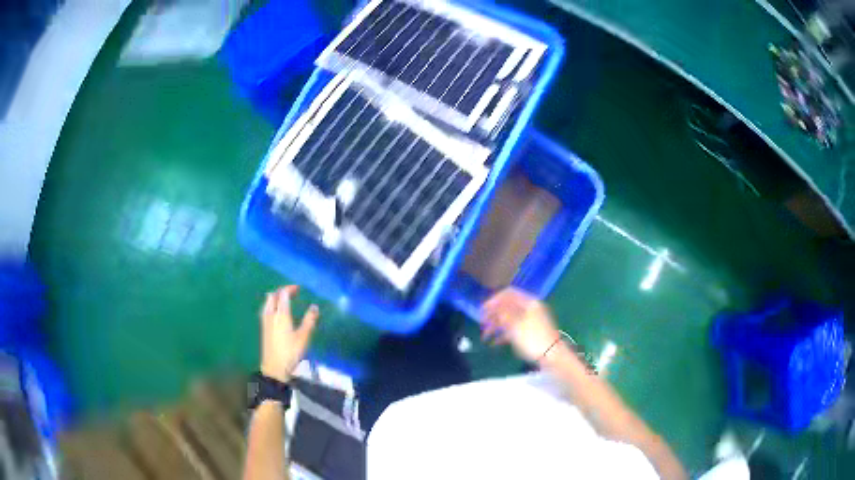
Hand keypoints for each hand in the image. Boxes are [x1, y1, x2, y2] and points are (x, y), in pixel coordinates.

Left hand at [259, 285, 318, 381]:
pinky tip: (277, 312)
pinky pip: (266, 309)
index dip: (290, 289)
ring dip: (275, 298)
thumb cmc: (291, 352)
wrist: (274, 367)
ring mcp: (265, 321)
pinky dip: (271, 305)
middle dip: (281, 292)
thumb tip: (314, 307)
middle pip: (273, 296)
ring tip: (284, 301)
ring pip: (267, 302)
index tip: (298, 288)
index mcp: (281, 314)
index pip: (283, 294)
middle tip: (292, 293)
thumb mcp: (303, 337)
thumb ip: (309, 321)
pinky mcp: (263, 328)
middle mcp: (271, 314)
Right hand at [481, 288, 560, 362]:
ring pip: (510, 319)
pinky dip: (504, 334)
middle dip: (493, 315)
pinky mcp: (530, 332)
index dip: (494, 299)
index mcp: (529, 302)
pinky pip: (514, 330)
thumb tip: (493, 305)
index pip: (508, 293)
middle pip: (508, 307)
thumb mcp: (515, 325)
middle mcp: (530, 308)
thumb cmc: (533, 338)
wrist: (551, 356)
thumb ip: (503, 313)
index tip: (482, 309)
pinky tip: (494, 343)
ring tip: (485, 337)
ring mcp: (531, 321)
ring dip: (496, 326)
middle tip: (481, 323)